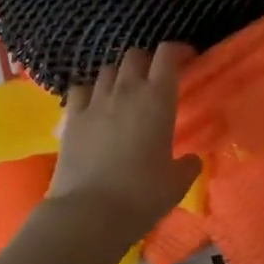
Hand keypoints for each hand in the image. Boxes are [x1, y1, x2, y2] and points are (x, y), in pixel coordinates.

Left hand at [48, 44, 202, 239]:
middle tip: (156, 79)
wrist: (89, 213)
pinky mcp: (71, 117)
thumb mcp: (176, 184)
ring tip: (125, 93)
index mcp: (158, 99)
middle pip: (135, 55)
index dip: (179, 50)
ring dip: (120, 76)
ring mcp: (94, 101)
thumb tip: (192, 160)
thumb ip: (187, 165)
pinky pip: (80, 89)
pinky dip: (90, 91)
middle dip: (148, 61)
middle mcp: (126, 91)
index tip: (187, 58)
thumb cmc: (142, 196)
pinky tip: (94, 105)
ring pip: (108, 70)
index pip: (168, 55)